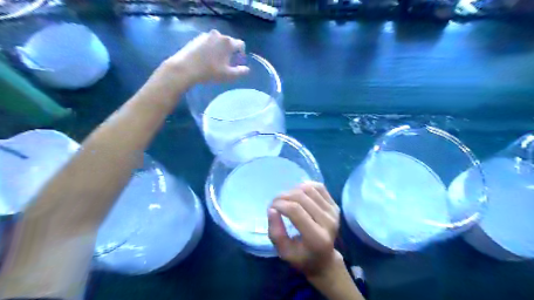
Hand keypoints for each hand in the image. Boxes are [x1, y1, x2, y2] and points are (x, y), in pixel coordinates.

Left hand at [163, 29, 247, 83]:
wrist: (185, 68)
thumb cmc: (210, 72)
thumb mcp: (228, 75)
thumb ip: (240, 72)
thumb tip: (247, 69)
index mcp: (228, 42)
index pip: (241, 44)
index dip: (242, 53)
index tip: (238, 62)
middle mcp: (218, 35)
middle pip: (229, 42)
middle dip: (230, 52)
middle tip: (227, 64)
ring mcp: (206, 35)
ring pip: (218, 42)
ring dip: (220, 50)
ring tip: (216, 62)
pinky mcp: (197, 38)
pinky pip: (209, 42)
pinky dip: (211, 49)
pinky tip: (206, 59)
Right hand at [267, 181, 341, 276]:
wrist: (324, 260)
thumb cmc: (302, 257)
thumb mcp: (284, 251)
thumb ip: (275, 232)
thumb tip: (272, 209)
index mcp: (316, 237)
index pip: (295, 211)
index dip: (280, 204)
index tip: (271, 207)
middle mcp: (328, 222)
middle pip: (302, 197)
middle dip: (284, 196)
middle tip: (275, 202)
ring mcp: (334, 212)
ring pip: (310, 189)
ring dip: (293, 190)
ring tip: (285, 198)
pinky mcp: (335, 206)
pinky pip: (319, 187)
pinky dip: (306, 185)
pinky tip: (298, 192)